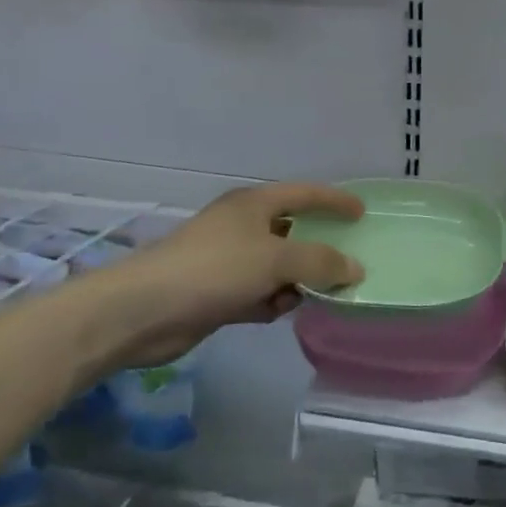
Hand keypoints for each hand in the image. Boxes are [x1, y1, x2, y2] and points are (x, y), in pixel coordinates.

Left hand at [81, 182, 364, 369]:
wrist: (143, 311)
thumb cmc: (214, 269)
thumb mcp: (275, 259)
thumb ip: (320, 262)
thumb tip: (355, 268)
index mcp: (253, 205)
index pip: (304, 194)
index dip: (334, 200)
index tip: (362, 212)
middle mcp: (242, 227)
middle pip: (292, 232)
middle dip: (318, 248)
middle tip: (349, 263)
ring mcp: (228, 261)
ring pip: (277, 267)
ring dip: (297, 281)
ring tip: (317, 295)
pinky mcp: (218, 294)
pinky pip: (259, 293)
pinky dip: (273, 301)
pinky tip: (280, 312)